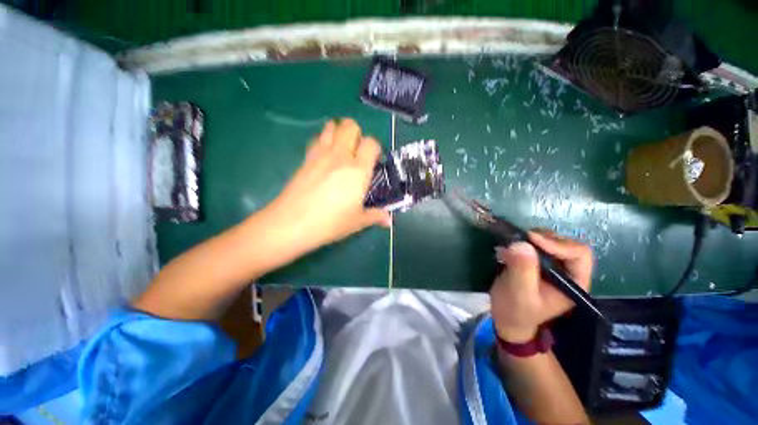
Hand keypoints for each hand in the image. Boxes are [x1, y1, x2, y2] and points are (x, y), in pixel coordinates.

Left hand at [264, 119, 391, 252]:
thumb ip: (375, 216)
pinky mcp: (306, 158)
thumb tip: (388, 220)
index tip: (374, 161)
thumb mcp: (357, 222)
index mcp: (358, 170)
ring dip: (339, 132)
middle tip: (358, 152)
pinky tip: (325, 156)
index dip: (375, 148)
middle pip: (351, 126)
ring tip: (342, 149)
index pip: (371, 143)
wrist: (291, 223)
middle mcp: (341, 156)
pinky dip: (324, 140)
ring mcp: (321, 154)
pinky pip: (317, 138)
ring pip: (332, 126)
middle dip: (357, 133)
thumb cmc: (329, 223)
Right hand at [490, 231, 592, 342]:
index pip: (578, 253)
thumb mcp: (519, 293)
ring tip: (514, 243)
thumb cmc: (516, 311)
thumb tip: (522, 243)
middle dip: (544, 238)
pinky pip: (537, 245)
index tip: (530, 239)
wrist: (507, 319)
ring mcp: (553, 267)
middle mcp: (568, 272)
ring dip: (532, 238)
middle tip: (521, 238)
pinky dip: (524, 241)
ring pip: (551, 241)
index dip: (557, 243)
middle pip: (566, 244)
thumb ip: (522, 269)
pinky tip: (511, 247)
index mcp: (573, 283)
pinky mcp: (539, 263)